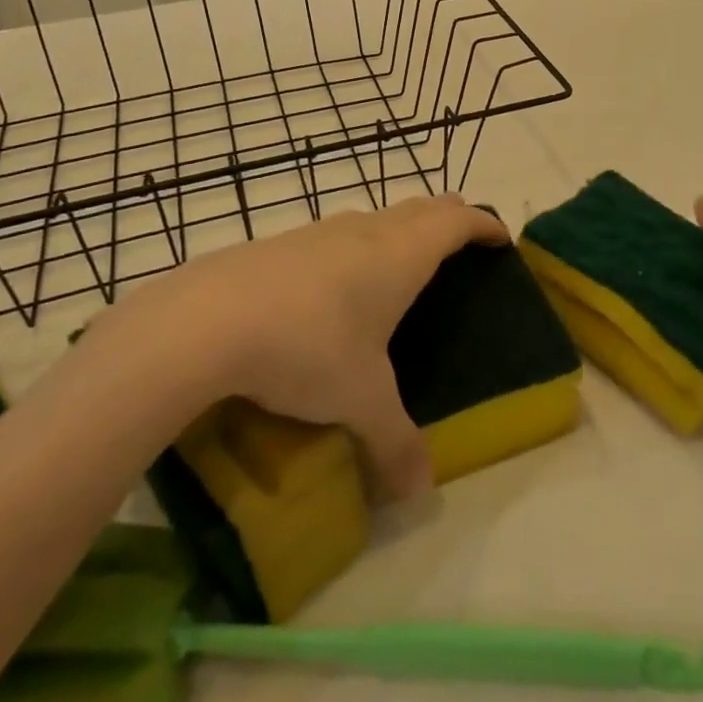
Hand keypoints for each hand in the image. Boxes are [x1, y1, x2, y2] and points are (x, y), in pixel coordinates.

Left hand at [127, 195, 507, 499]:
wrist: (203, 322)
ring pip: (375, 217)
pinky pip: (334, 236)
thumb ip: (394, 443)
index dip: (483, 224)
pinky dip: (354, 247)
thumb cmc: (307, 347)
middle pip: (421, 207)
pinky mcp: (279, 244)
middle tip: (459, 244)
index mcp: (401, 255)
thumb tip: (418, 494)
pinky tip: (333, 286)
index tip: (499, 237)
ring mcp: (319, 232)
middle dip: (447, 219)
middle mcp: (366, 232)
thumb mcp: (359, 401)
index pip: (457, 222)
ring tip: (400, 265)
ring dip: (398, 229)